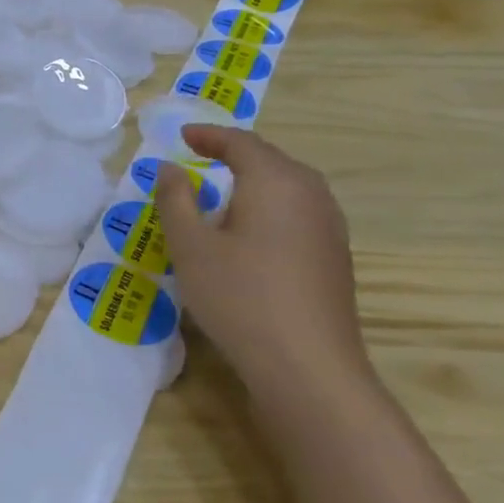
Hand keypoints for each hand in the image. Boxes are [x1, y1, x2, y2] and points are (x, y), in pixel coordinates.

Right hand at [154, 124, 368, 390]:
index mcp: (276, 182)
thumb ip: (176, 199)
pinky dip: (269, 206)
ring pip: (288, 186)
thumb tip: (168, 168)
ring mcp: (330, 226)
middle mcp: (311, 195)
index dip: (209, 136)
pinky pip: (298, 212)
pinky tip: (249, 231)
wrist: (307, 366)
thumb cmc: (239, 296)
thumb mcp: (190, 246)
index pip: (241, 143)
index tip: (182, 136)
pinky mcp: (334, 256)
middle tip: (199, 158)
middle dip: (234, 154)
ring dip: (254, 180)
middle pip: (271, 160)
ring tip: (221, 191)